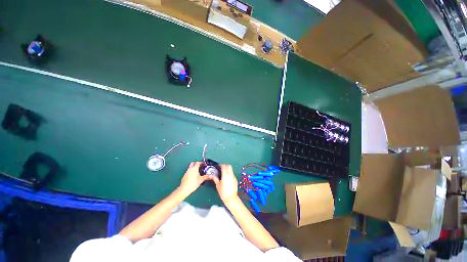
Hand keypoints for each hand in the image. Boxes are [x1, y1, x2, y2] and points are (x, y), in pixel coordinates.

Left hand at [179, 162, 210, 195]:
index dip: (201, 162)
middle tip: (200, 166)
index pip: (198, 163)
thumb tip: (211, 175)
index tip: (204, 164)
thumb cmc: (193, 183)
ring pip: (190, 167)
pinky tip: (193, 176)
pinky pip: (189, 171)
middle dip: (196, 164)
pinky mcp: (184, 176)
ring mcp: (187, 172)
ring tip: (198, 171)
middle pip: (193, 163)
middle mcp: (190, 169)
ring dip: (194, 168)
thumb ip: (206, 177)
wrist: (184, 189)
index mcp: (194, 168)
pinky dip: (191, 171)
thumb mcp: (201, 180)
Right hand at [211, 164, 238, 203]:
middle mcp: (230, 175)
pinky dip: (230, 173)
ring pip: (231, 170)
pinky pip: (233, 174)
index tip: (219, 165)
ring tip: (224, 172)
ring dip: (228, 169)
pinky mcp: (235, 179)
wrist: (231, 198)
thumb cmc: (223, 192)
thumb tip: (211, 175)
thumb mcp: (218, 185)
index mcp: (225, 175)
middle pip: (229, 166)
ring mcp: (234, 177)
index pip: (224, 166)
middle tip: (222, 167)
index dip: (222, 164)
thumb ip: (215, 179)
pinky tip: (227, 177)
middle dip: (226, 165)